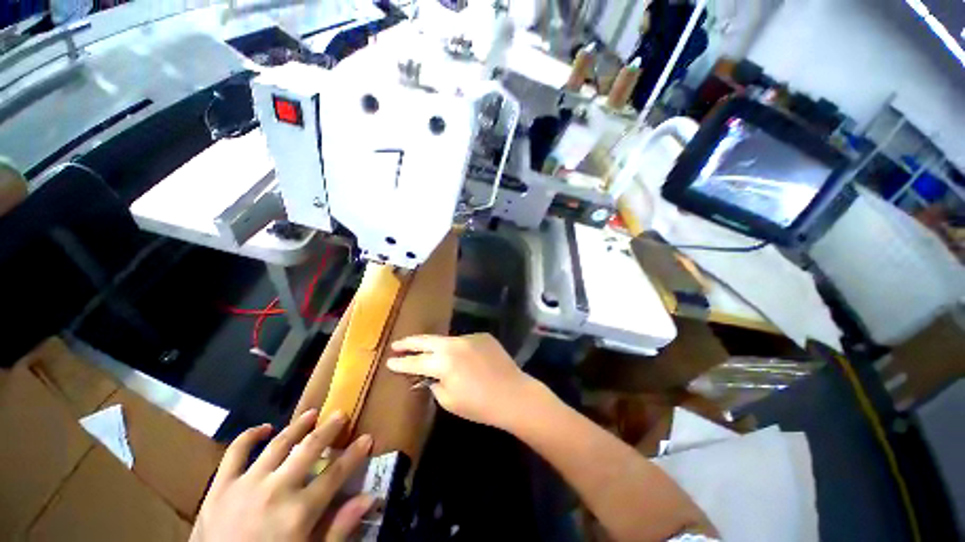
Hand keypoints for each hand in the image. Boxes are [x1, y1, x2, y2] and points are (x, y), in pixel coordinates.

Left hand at [191, 410, 374, 541]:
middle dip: (330, 429)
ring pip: (278, 444)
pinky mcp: (220, 486)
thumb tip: (369, 498)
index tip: (367, 438)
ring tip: (311, 413)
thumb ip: (339, 528)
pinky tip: (264, 428)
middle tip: (341, 414)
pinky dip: (250, 436)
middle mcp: (276, 490)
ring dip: (297, 426)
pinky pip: (235, 452)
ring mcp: (246, 484)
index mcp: (299, 512)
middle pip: (310, 449)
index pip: (336, 474)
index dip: (355, 454)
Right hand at [387, 333, 538, 429]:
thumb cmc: (479, 405)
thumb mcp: (449, 401)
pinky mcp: (483, 336)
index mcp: (443, 362)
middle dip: (410, 343)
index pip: (416, 361)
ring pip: (446, 340)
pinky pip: (464, 342)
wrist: (514, 394)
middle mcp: (454, 344)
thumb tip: (429, 376)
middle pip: (427, 340)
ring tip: (428, 352)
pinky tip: (462, 359)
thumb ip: (434, 384)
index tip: (390, 361)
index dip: (401, 362)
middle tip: (397, 344)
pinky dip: (458, 350)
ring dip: (436, 347)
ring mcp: (470, 337)